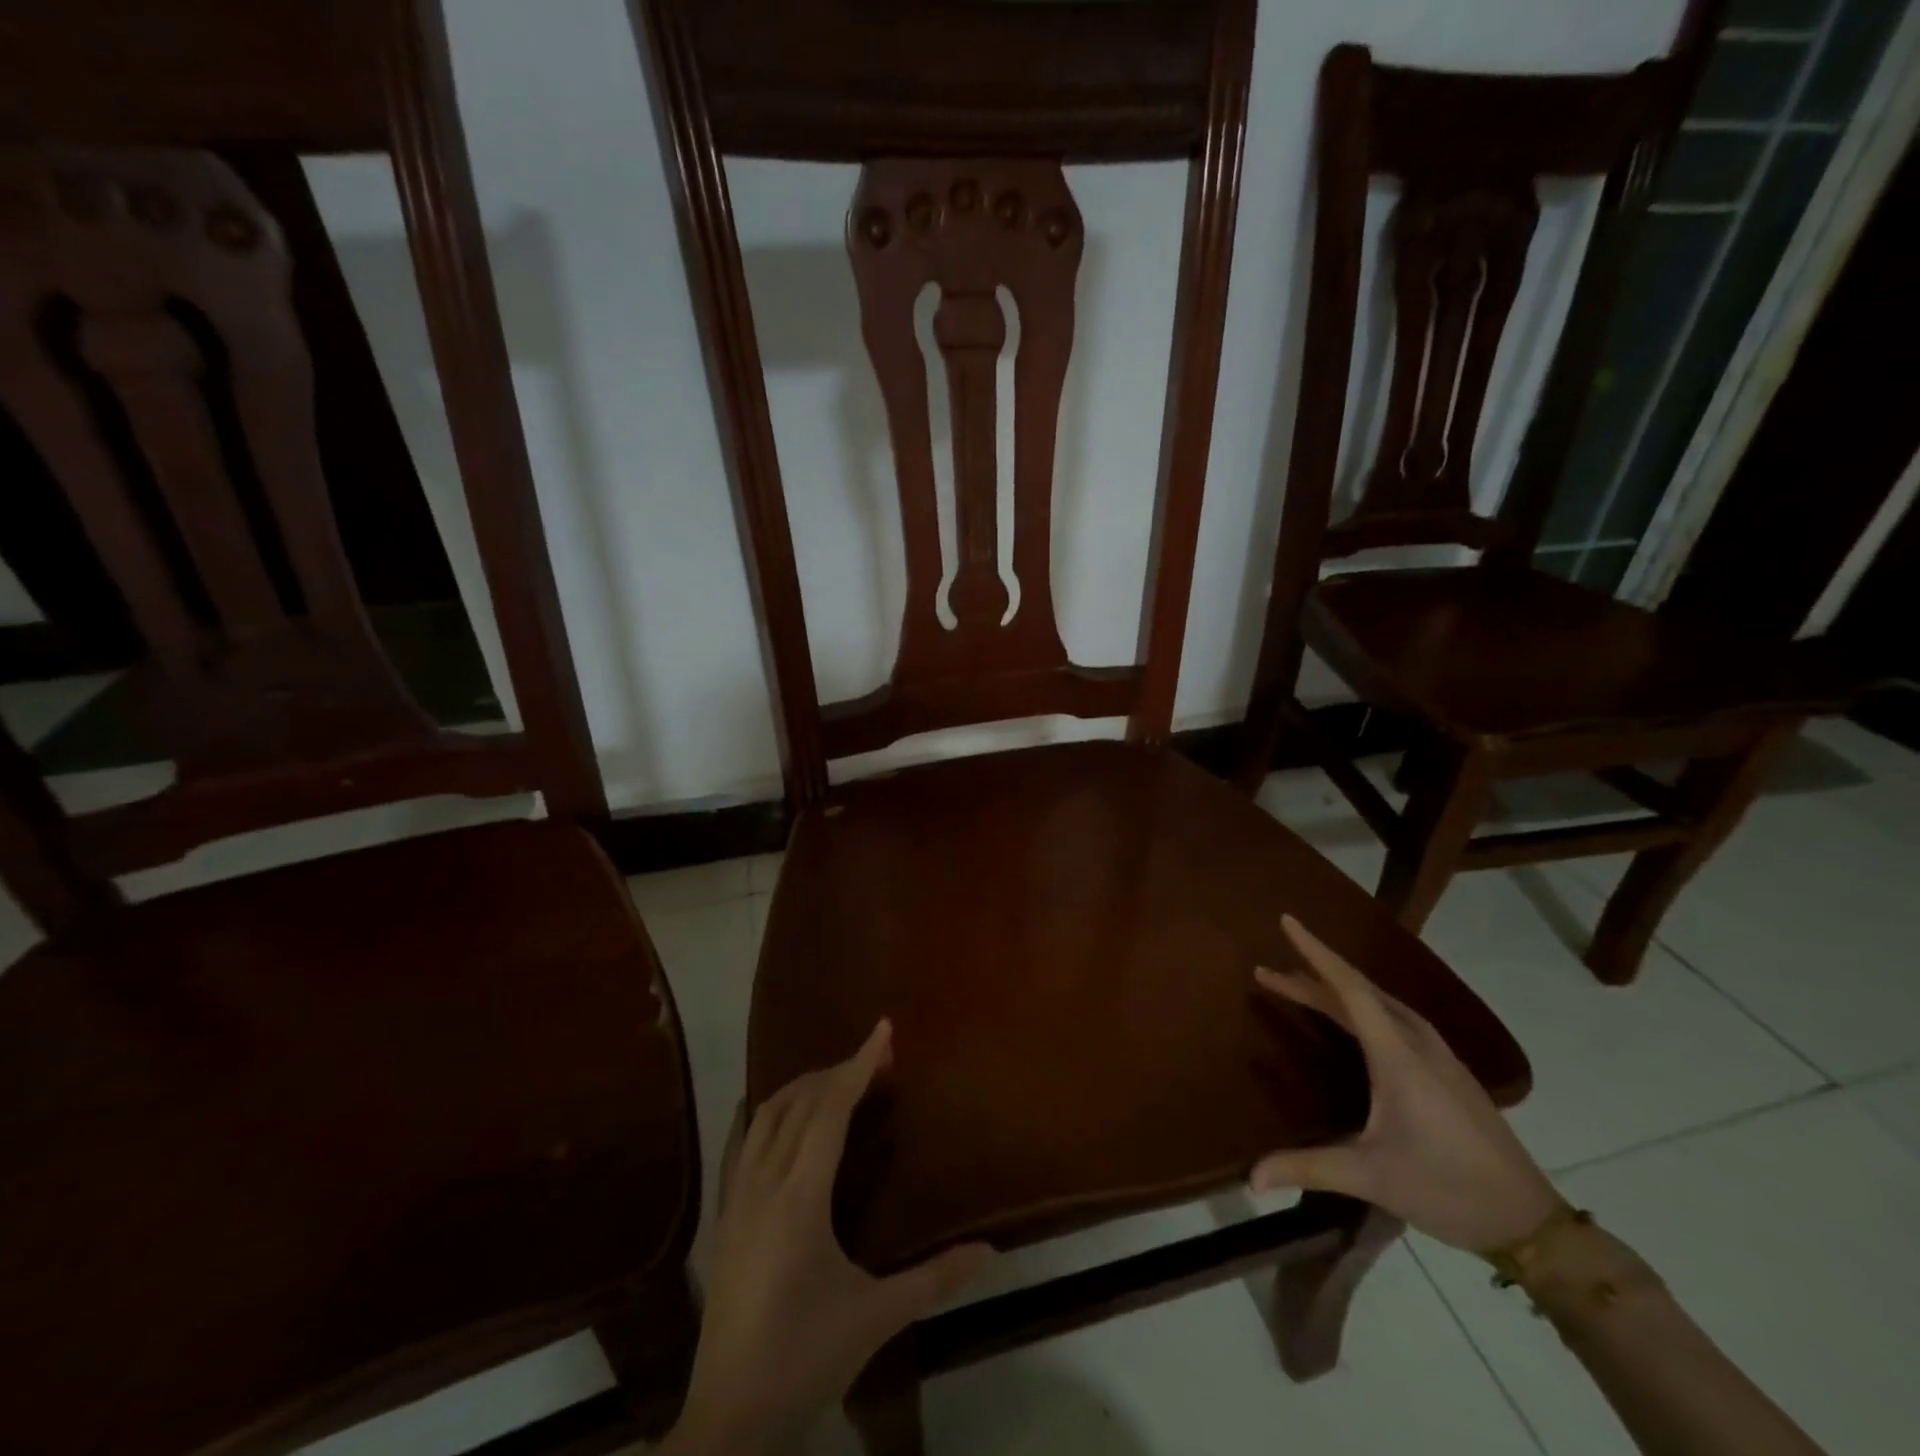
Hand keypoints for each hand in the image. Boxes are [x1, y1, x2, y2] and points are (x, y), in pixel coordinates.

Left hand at [673, 1020, 992, 1452]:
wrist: (728, 1420)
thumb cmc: (805, 1360)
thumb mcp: (876, 1318)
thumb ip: (935, 1278)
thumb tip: (991, 1250)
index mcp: (800, 1197)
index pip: (830, 1109)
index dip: (858, 1064)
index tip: (883, 1030)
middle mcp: (764, 1182)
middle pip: (799, 1102)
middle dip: (837, 1071)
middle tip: (875, 1058)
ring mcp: (737, 1197)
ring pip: (766, 1116)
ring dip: (802, 1088)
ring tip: (837, 1080)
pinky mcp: (724, 1216)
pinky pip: (740, 1143)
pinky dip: (762, 1114)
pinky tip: (769, 1110)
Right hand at [1249, 915, 1564, 1253]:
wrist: (1532, 1222)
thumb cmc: (1447, 1190)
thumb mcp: (1371, 1177)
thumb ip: (1308, 1168)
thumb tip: (1251, 1178)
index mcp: (1398, 1056)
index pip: (1349, 988)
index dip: (1315, 953)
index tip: (1287, 921)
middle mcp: (1417, 1044)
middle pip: (1359, 992)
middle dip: (1311, 976)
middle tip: (1267, 973)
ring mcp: (1438, 1056)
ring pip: (1379, 1004)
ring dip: (1336, 991)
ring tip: (1301, 988)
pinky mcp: (1448, 1071)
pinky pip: (1395, 1019)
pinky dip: (1361, 1007)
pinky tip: (1352, 1021)